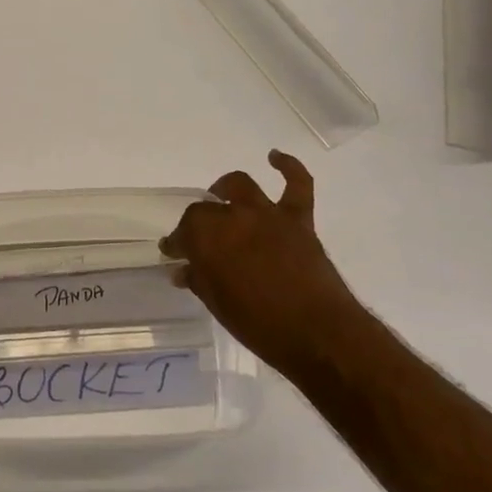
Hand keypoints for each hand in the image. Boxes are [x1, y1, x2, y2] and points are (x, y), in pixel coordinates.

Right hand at [160, 151, 356, 376]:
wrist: (318, 334)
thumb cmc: (259, 324)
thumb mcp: (218, 305)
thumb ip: (199, 280)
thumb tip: (182, 270)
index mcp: (207, 238)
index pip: (183, 231)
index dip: (177, 242)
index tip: (173, 254)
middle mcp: (233, 216)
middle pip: (207, 209)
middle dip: (198, 223)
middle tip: (198, 240)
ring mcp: (267, 214)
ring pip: (241, 186)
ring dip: (227, 188)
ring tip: (221, 194)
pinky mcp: (298, 219)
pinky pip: (297, 184)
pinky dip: (288, 166)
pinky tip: (275, 158)